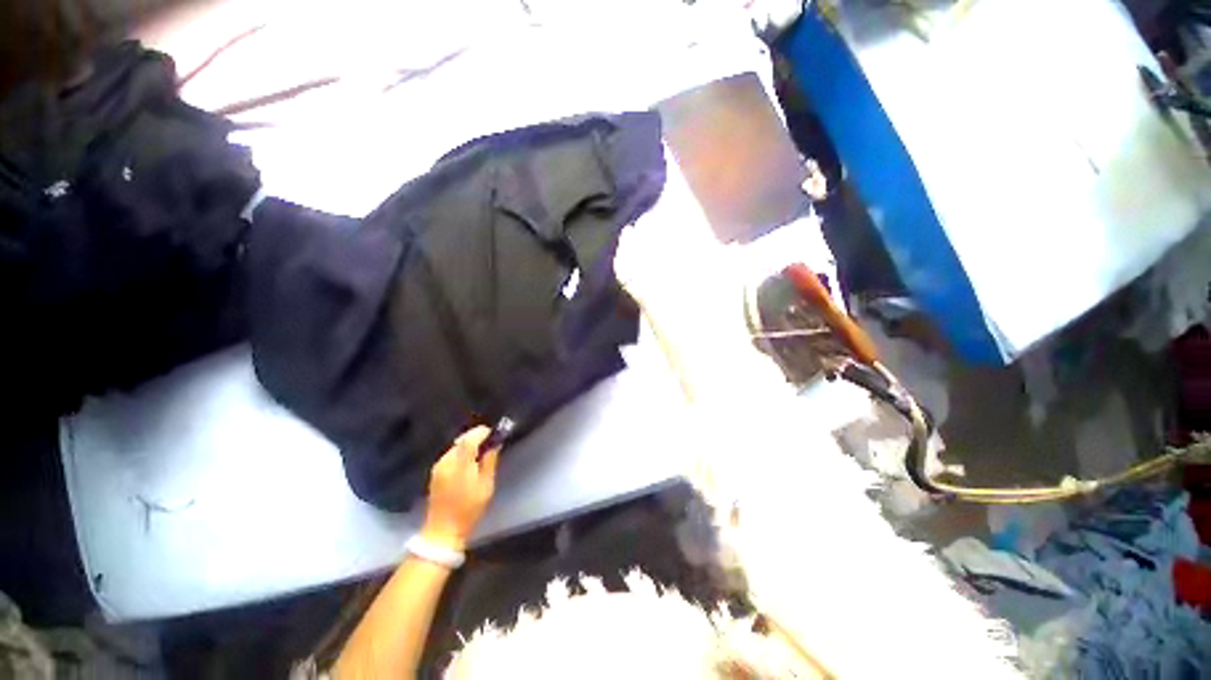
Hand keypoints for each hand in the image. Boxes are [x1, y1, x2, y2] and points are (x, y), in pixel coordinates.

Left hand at [422, 426, 499, 550]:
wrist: (443, 530)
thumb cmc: (469, 508)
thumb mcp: (486, 485)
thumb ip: (490, 461)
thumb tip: (494, 444)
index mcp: (460, 464)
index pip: (470, 438)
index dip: (482, 432)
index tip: (493, 432)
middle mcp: (446, 461)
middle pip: (461, 440)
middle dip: (476, 437)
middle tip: (489, 441)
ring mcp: (438, 467)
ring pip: (455, 447)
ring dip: (468, 445)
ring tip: (481, 452)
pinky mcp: (435, 473)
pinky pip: (450, 455)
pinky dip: (461, 453)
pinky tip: (468, 461)